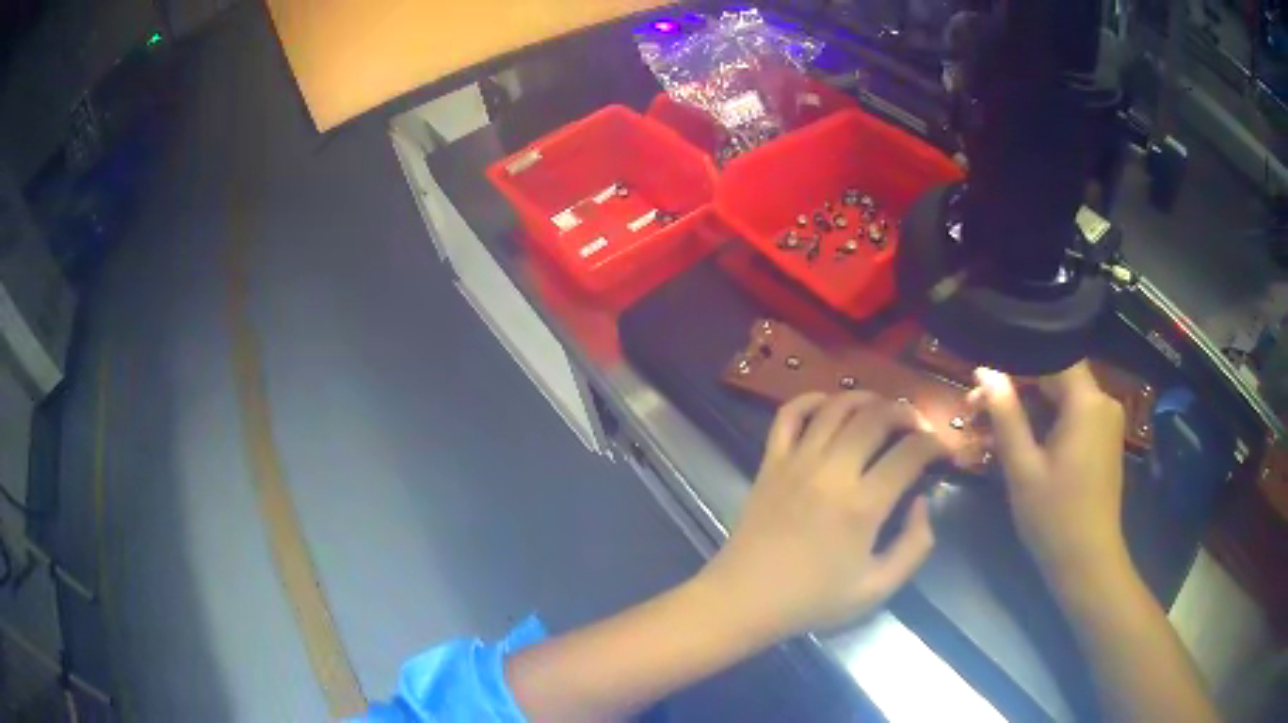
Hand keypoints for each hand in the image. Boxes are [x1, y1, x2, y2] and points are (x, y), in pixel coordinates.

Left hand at [699, 392, 947, 636]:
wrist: (744, 599)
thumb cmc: (812, 600)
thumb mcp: (877, 589)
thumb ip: (914, 546)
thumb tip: (922, 504)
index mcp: (862, 505)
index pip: (910, 453)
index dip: (935, 445)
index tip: (944, 452)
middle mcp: (831, 471)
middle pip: (876, 417)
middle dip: (906, 414)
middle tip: (918, 428)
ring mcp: (797, 462)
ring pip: (836, 407)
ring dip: (866, 399)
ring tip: (883, 411)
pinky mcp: (770, 462)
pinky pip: (788, 415)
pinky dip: (810, 400)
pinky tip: (829, 406)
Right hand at [969, 363, 1128, 588]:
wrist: (1087, 562)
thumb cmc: (1054, 516)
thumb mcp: (1023, 467)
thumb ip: (1006, 415)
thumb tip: (985, 371)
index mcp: (1087, 402)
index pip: (1050, 358)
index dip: (1013, 364)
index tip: (979, 383)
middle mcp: (1102, 402)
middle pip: (1055, 378)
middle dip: (1014, 391)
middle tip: (973, 411)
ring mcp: (1105, 422)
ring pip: (1060, 400)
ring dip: (1025, 411)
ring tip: (987, 433)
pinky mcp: (1102, 441)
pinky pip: (1070, 419)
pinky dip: (1043, 426)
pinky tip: (1016, 445)